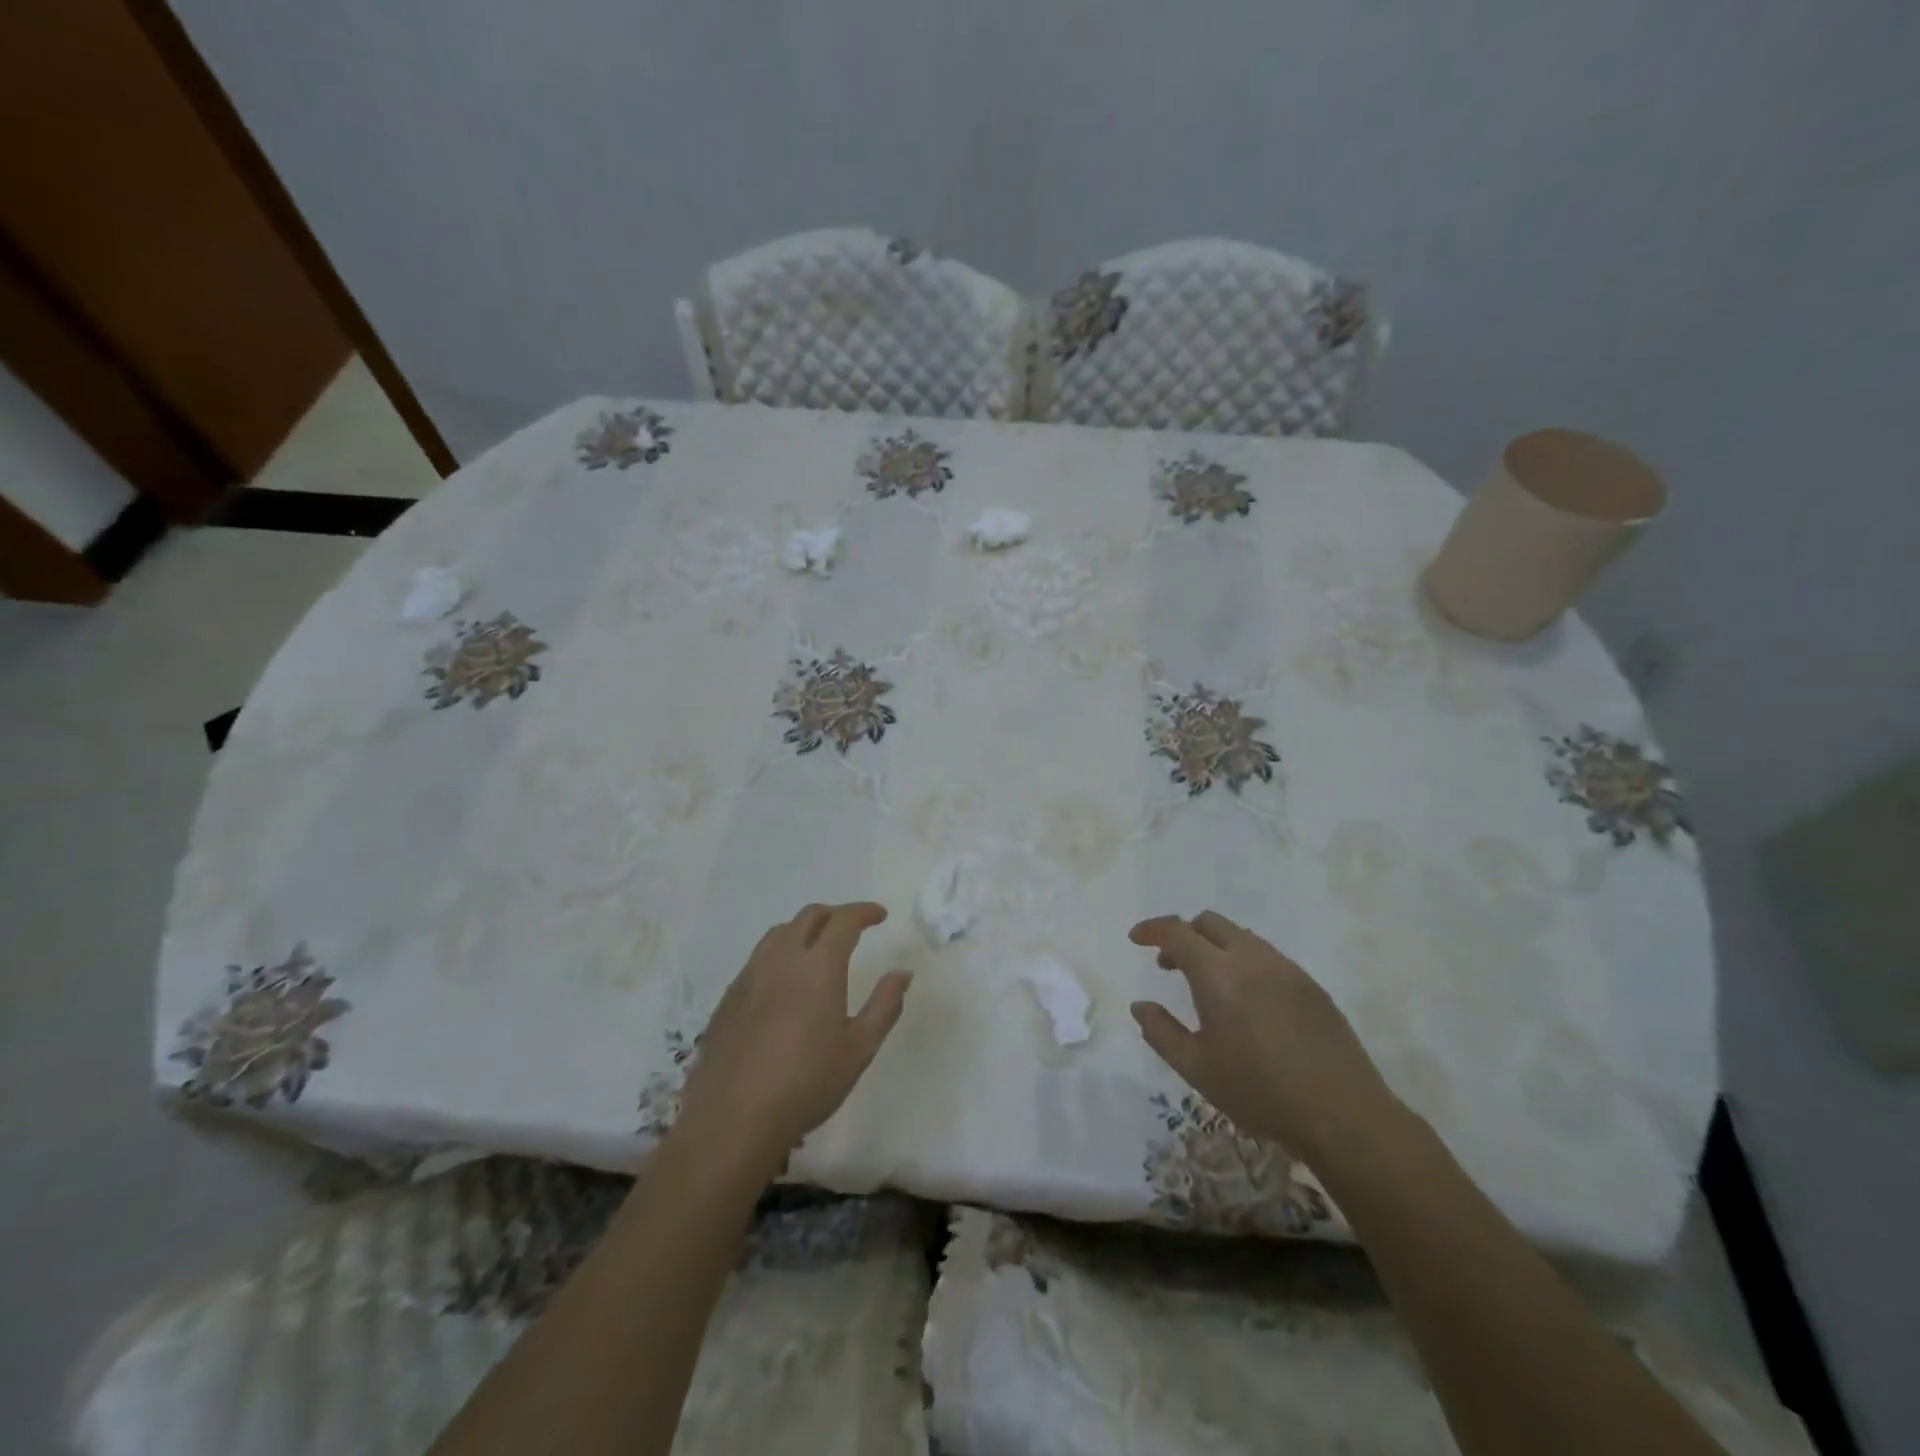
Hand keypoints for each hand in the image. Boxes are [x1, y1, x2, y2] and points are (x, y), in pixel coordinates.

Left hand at [675, 903, 910, 1173]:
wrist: (733, 1119)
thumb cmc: (807, 1083)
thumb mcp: (859, 1048)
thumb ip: (885, 1005)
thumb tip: (902, 973)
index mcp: (818, 966)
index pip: (844, 920)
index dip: (863, 912)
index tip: (879, 915)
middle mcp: (782, 959)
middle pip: (809, 917)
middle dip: (834, 914)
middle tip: (852, 928)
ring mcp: (750, 976)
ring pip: (779, 933)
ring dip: (804, 929)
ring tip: (817, 948)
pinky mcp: (728, 997)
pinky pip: (758, 958)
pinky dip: (779, 953)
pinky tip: (784, 982)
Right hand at [1129, 912, 1400, 1161]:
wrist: (1342, 1114)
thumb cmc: (1259, 1091)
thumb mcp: (1196, 1068)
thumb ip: (1160, 1032)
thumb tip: (1140, 1005)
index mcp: (1218, 973)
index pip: (1177, 931)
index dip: (1152, 929)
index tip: (1136, 939)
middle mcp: (1252, 958)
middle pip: (1209, 923)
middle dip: (1184, 935)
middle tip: (1170, 966)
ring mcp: (1286, 968)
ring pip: (1241, 936)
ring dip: (1215, 947)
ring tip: (1209, 986)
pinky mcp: (1311, 985)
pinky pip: (1267, 956)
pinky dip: (1244, 962)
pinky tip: (1247, 1002)